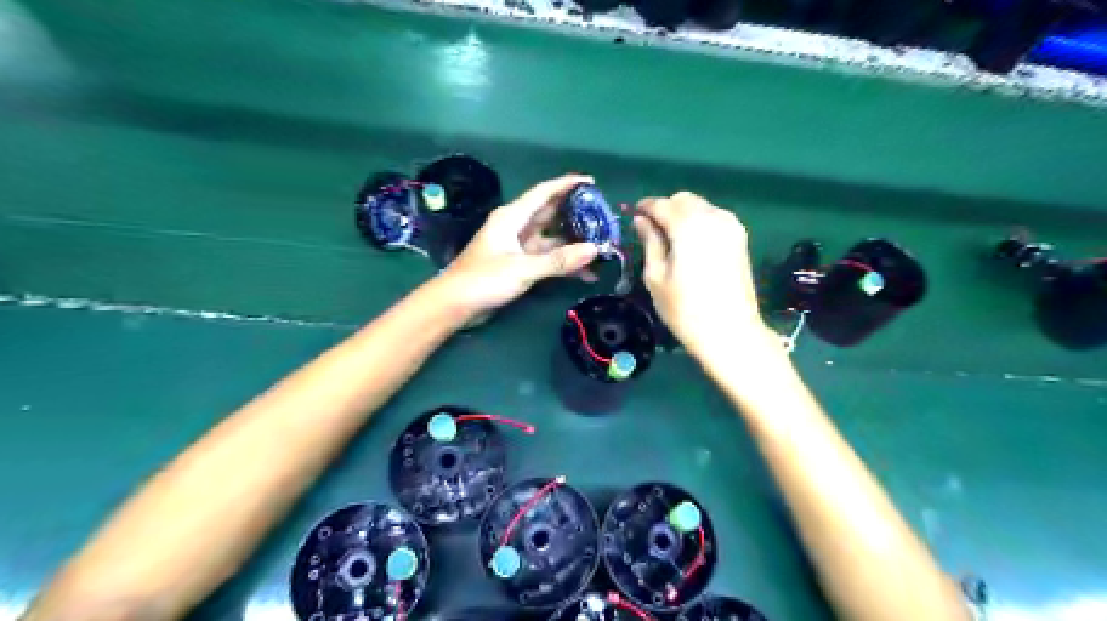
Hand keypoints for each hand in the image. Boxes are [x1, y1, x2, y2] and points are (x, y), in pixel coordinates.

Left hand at [436, 171, 602, 313]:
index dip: (567, 184)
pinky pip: (546, 257)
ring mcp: (516, 246)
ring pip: (550, 238)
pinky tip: (583, 273)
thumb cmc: (484, 279)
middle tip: (603, 216)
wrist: (454, 304)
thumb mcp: (523, 268)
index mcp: (512, 217)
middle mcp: (515, 226)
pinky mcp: (517, 264)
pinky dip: (562, 263)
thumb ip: (559, 260)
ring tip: (600, 247)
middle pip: (550, 214)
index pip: (543, 192)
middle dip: (575, 214)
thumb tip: (594, 250)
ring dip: (572, 243)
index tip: (592, 182)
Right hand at [635, 189, 771, 357]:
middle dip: (665, 209)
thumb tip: (641, 221)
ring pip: (701, 206)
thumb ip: (650, 242)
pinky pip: (714, 218)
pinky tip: (691, 245)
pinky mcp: (740, 238)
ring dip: (683, 215)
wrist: (730, 331)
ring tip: (670, 239)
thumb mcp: (656, 276)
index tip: (633, 215)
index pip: (661, 205)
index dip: (645, 207)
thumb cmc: (685, 309)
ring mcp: (731, 226)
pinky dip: (699, 222)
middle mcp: (712, 217)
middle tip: (651, 231)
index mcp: (688, 225)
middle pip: (683, 200)